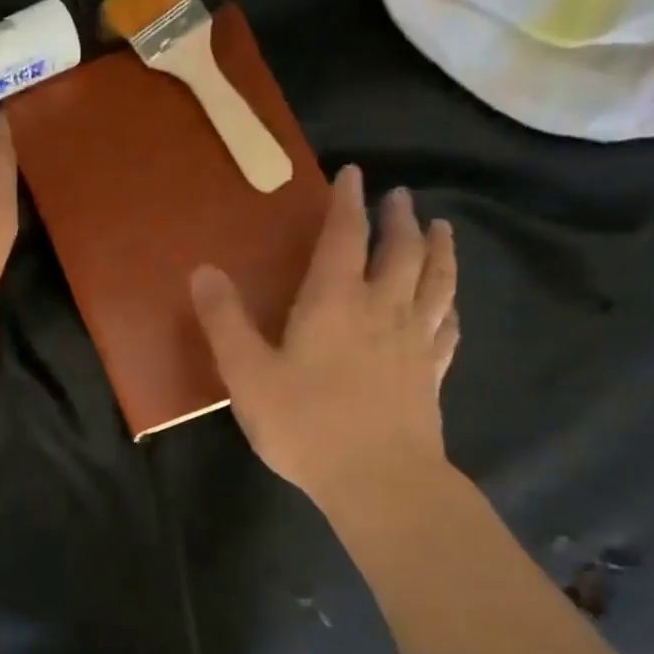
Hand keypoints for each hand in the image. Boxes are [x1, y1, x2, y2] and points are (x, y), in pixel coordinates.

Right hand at [190, 166, 458, 510]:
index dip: (348, 203)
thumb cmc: (305, 424)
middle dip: (398, 219)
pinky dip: (450, 305)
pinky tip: (450, 305)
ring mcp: (415, 341)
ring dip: (439, 249)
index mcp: (335, 302)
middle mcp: (383, 309)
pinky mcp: (432, 373)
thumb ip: (225, 321)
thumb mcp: (247, 374)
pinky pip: (448, 326)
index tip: (354, 174)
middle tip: (399, 197)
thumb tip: (203, 270)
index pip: (345, 237)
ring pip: (436, 281)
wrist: (378, 479)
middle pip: (401, 251)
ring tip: (441, 228)